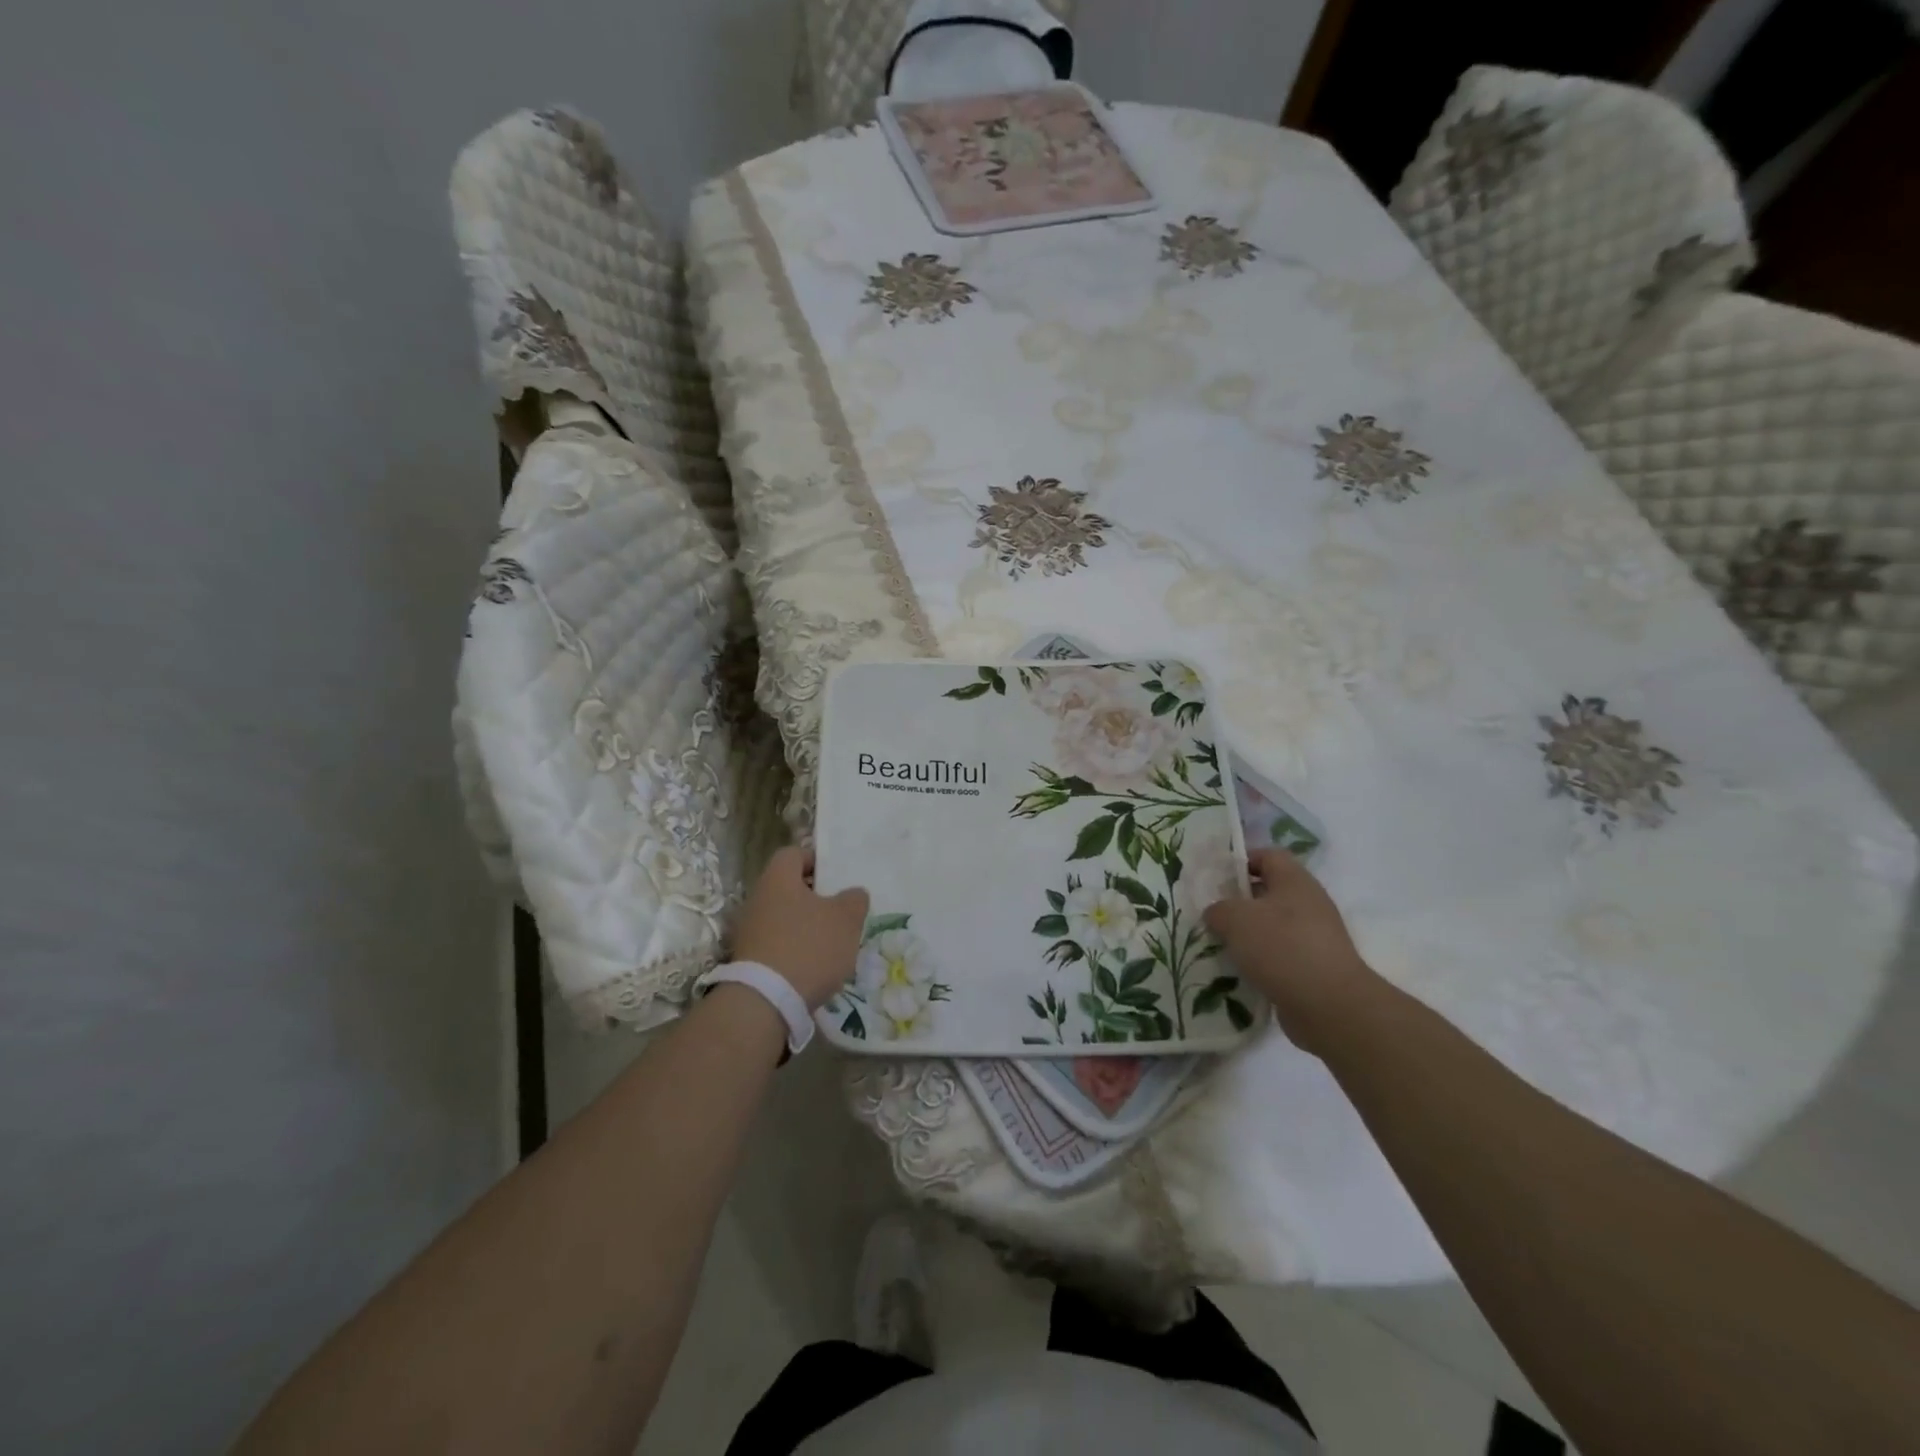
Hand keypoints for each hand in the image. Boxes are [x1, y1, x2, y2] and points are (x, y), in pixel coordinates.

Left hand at [732, 847, 869, 1010]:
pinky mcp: (747, 960)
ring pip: (782, 917)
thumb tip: (853, 894)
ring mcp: (747, 931)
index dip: (816, 860)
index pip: (794, 854)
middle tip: (839, 911)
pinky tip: (812, 966)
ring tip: (830, 943)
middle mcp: (757, 899)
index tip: (836, 877)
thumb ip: (854, 900)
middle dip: (814, 897)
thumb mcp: (846, 919)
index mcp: (778, 879)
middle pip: (787, 887)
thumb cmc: (809, 947)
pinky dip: (793, 950)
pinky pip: (775, 944)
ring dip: (804, 926)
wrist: (766, 1002)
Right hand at [1205, 848, 1379, 1054]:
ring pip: (1271, 926)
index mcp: (1294, 881)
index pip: (1267, 855)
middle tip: (1210, 913)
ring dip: (1246, 935)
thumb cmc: (1281, 946)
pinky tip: (1238, 971)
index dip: (1241, 860)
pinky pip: (1279, 956)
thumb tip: (1217, 913)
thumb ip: (1218, 909)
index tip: (1215, 877)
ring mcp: (1314, 937)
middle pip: (1268, 892)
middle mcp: (1308, 904)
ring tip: (1218, 945)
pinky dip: (1259, 961)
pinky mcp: (1313, 967)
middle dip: (1238, 902)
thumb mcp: (1235, 918)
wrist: (1329, 1005)